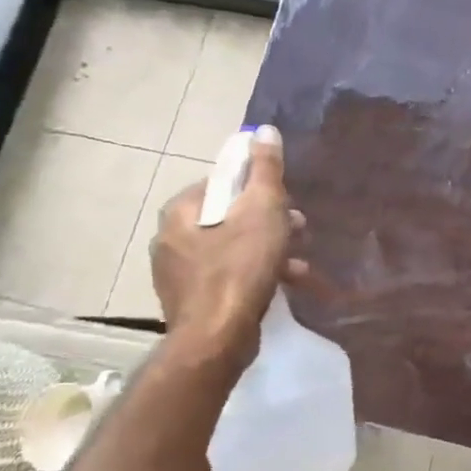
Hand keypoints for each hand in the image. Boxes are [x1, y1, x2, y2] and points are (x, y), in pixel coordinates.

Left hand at [151, 126, 306, 368]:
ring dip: (268, 250)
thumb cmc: (240, 268)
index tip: (285, 200)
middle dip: (268, 220)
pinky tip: (285, 284)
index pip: (223, 182)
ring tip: (299, 262)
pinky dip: (255, 274)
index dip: (259, 187)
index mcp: (181, 211)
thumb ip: (266, 169)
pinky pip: (228, 275)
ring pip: (231, 248)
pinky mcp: (191, 301)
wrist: (216, 340)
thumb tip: (263, 131)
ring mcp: (178, 273)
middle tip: (298, 229)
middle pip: (229, 216)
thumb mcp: (262, 209)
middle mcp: (170, 238)